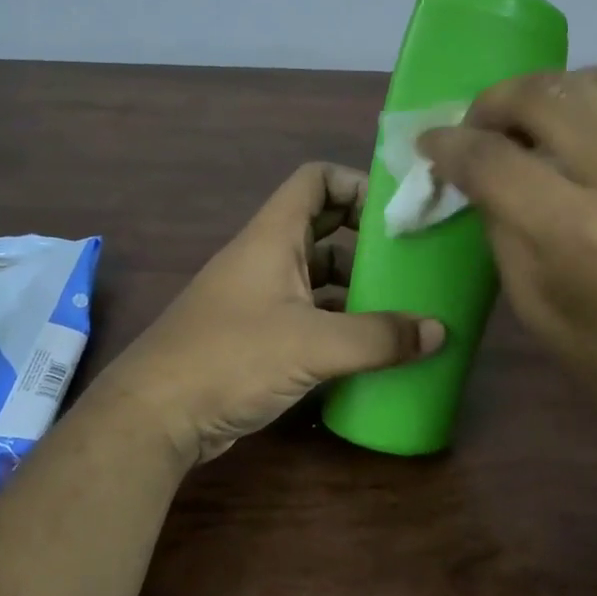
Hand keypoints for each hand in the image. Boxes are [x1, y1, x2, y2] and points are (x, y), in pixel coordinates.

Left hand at [92, 162, 445, 465]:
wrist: (156, 415)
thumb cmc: (231, 358)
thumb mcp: (312, 344)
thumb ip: (378, 337)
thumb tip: (440, 331)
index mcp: (274, 237)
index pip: (316, 180)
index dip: (356, 183)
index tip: (398, 212)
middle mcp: (267, 258)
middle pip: (325, 228)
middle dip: (369, 240)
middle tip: (414, 261)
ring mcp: (261, 298)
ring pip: (319, 276)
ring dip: (358, 287)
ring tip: (406, 306)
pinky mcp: (259, 336)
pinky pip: (310, 315)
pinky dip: (340, 323)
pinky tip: (372, 347)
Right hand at [420, 69, 596, 443]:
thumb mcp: (534, 304)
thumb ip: (501, 227)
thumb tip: (475, 177)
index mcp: (579, 230)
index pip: (494, 157)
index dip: (449, 145)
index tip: (428, 145)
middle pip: (543, 94)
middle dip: (491, 102)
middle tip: (471, 129)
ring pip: (587, 82)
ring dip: (537, 94)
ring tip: (515, 127)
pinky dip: (574, 107)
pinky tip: (560, 140)